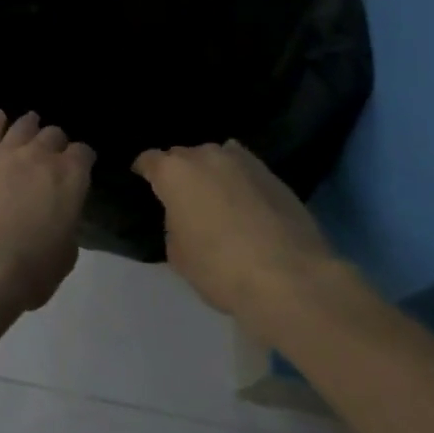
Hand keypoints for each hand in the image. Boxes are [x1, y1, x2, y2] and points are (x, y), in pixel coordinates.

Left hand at [0, 110, 93, 312]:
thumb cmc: (29, 269)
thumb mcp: (65, 254)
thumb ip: (65, 225)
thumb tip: (57, 216)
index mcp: (70, 178)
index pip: (84, 154)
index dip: (83, 159)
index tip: (81, 166)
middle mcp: (40, 157)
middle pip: (53, 135)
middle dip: (56, 142)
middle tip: (53, 153)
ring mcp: (5, 154)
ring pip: (22, 127)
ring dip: (30, 126)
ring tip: (31, 124)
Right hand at [133, 140, 335, 329]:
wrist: (290, 277)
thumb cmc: (219, 268)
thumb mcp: (178, 254)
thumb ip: (174, 223)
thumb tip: (185, 216)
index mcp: (173, 172)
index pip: (149, 160)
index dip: (144, 171)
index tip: (143, 181)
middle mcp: (205, 156)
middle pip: (183, 155)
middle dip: (179, 171)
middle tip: (182, 196)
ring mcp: (243, 162)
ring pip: (217, 158)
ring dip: (211, 172)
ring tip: (215, 196)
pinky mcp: (274, 175)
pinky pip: (245, 170)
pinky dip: (239, 181)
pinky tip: (244, 201)